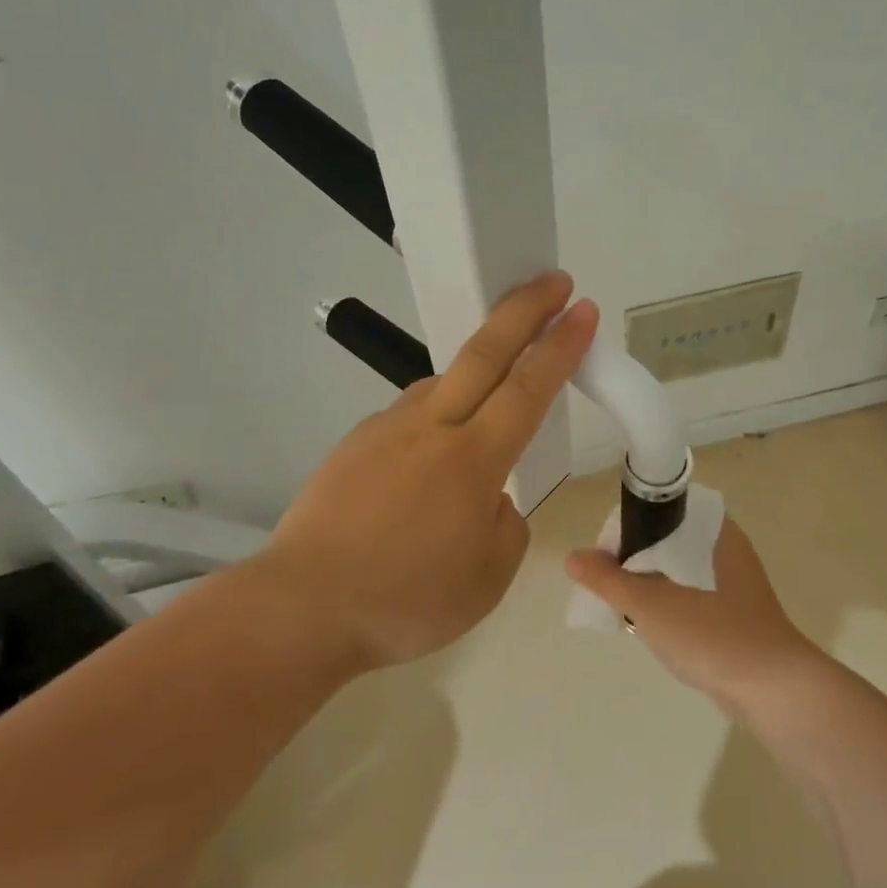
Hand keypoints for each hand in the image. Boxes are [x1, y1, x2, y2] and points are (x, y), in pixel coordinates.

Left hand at [264, 271, 598, 669]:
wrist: (303, 606)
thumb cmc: (407, 600)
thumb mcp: (489, 577)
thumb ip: (504, 523)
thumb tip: (490, 497)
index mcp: (472, 460)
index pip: (528, 388)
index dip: (561, 346)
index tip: (583, 309)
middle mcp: (430, 428)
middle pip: (484, 352)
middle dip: (524, 309)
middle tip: (553, 281)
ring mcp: (386, 430)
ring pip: (442, 385)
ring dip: (475, 373)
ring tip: (488, 405)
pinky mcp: (354, 444)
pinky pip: (409, 419)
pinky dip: (434, 421)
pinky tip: (426, 463)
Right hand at [565, 518, 823, 715]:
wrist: (774, 691)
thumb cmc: (714, 635)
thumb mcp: (652, 605)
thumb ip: (609, 580)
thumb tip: (573, 557)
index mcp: (714, 531)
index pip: (662, 510)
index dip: (629, 526)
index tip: (605, 555)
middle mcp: (726, 549)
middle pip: (666, 541)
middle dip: (634, 561)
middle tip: (609, 585)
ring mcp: (733, 583)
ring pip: (677, 572)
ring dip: (649, 586)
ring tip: (624, 608)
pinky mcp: (734, 614)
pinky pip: (690, 597)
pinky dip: (668, 606)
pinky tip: (652, 628)